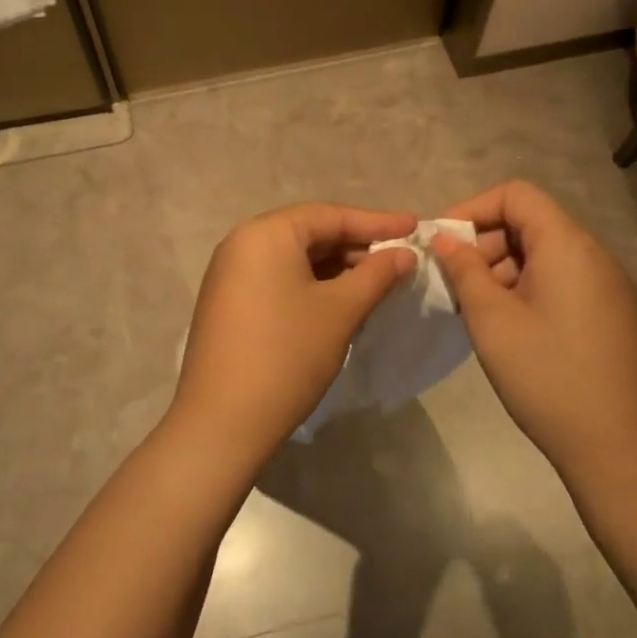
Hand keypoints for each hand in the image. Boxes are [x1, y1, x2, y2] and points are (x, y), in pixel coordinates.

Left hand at [168, 203, 415, 465]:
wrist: (222, 422)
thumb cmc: (287, 355)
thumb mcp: (340, 311)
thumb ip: (376, 275)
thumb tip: (404, 254)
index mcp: (265, 233)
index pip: (330, 215)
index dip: (376, 222)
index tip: (414, 227)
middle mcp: (242, 244)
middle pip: (310, 234)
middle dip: (356, 246)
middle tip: (399, 260)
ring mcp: (229, 275)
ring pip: (294, 260)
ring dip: (336, 269)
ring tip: (377, 283)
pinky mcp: (228, 304)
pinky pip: (277, 280)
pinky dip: (311, 286)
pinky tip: (339, 304)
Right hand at [432, 181, 636, 472]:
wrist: (620, 449)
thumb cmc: (547, 376)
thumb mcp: (491, 320)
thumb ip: (464, 270)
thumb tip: (444, 239)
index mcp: (568, 245)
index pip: (516, 195)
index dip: (473, 209)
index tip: (443, 243)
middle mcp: (594, 256)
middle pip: (530, 223)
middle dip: (485, 244)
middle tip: (455, 285)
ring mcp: (607, 287)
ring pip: (543, 256)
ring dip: (502, 271)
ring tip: (476, 312)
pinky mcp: (611, 315)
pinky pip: (561, 282)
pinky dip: (526, 290)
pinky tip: (507, 328)